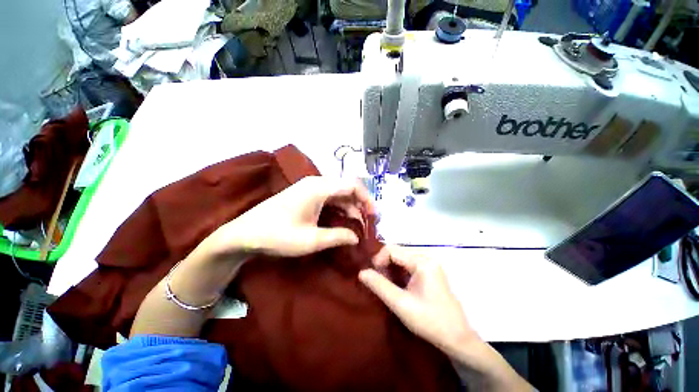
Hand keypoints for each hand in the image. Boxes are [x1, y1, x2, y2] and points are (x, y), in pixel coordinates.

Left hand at [206, 176, 374, 257]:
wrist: (245, 234)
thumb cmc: (278, 235)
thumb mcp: (311, 240)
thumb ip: (338, 236)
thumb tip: (357, 237)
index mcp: (319, 188)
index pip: (352, 186)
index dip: (367, 199)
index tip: (374, 216)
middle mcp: (316, 183)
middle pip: (346, 188)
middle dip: (360, 204)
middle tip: (368, 223)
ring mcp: (309, 188)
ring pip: (338, 193)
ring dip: (349, 207)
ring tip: (357, 225)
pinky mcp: (305, 195)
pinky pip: (328, 197)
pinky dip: (338, 208)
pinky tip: (342, 221)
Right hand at [358, 246, 479, 356]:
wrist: (457, 338)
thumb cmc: (430, 321)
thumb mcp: (401, 304)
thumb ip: (379, 286)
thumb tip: (361, 272)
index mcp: (422, 262)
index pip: (392, 250)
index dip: (378, 259)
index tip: (372, 276)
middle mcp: (426, 257)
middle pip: (396, 252)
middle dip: (384, 264)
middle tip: (379, 283)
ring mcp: (429, 264)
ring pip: (401, 258)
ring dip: (390, 269)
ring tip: (387, 285)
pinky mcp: (429, 271)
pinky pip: (408, 265)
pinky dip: (398, 272)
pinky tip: (397, 286)